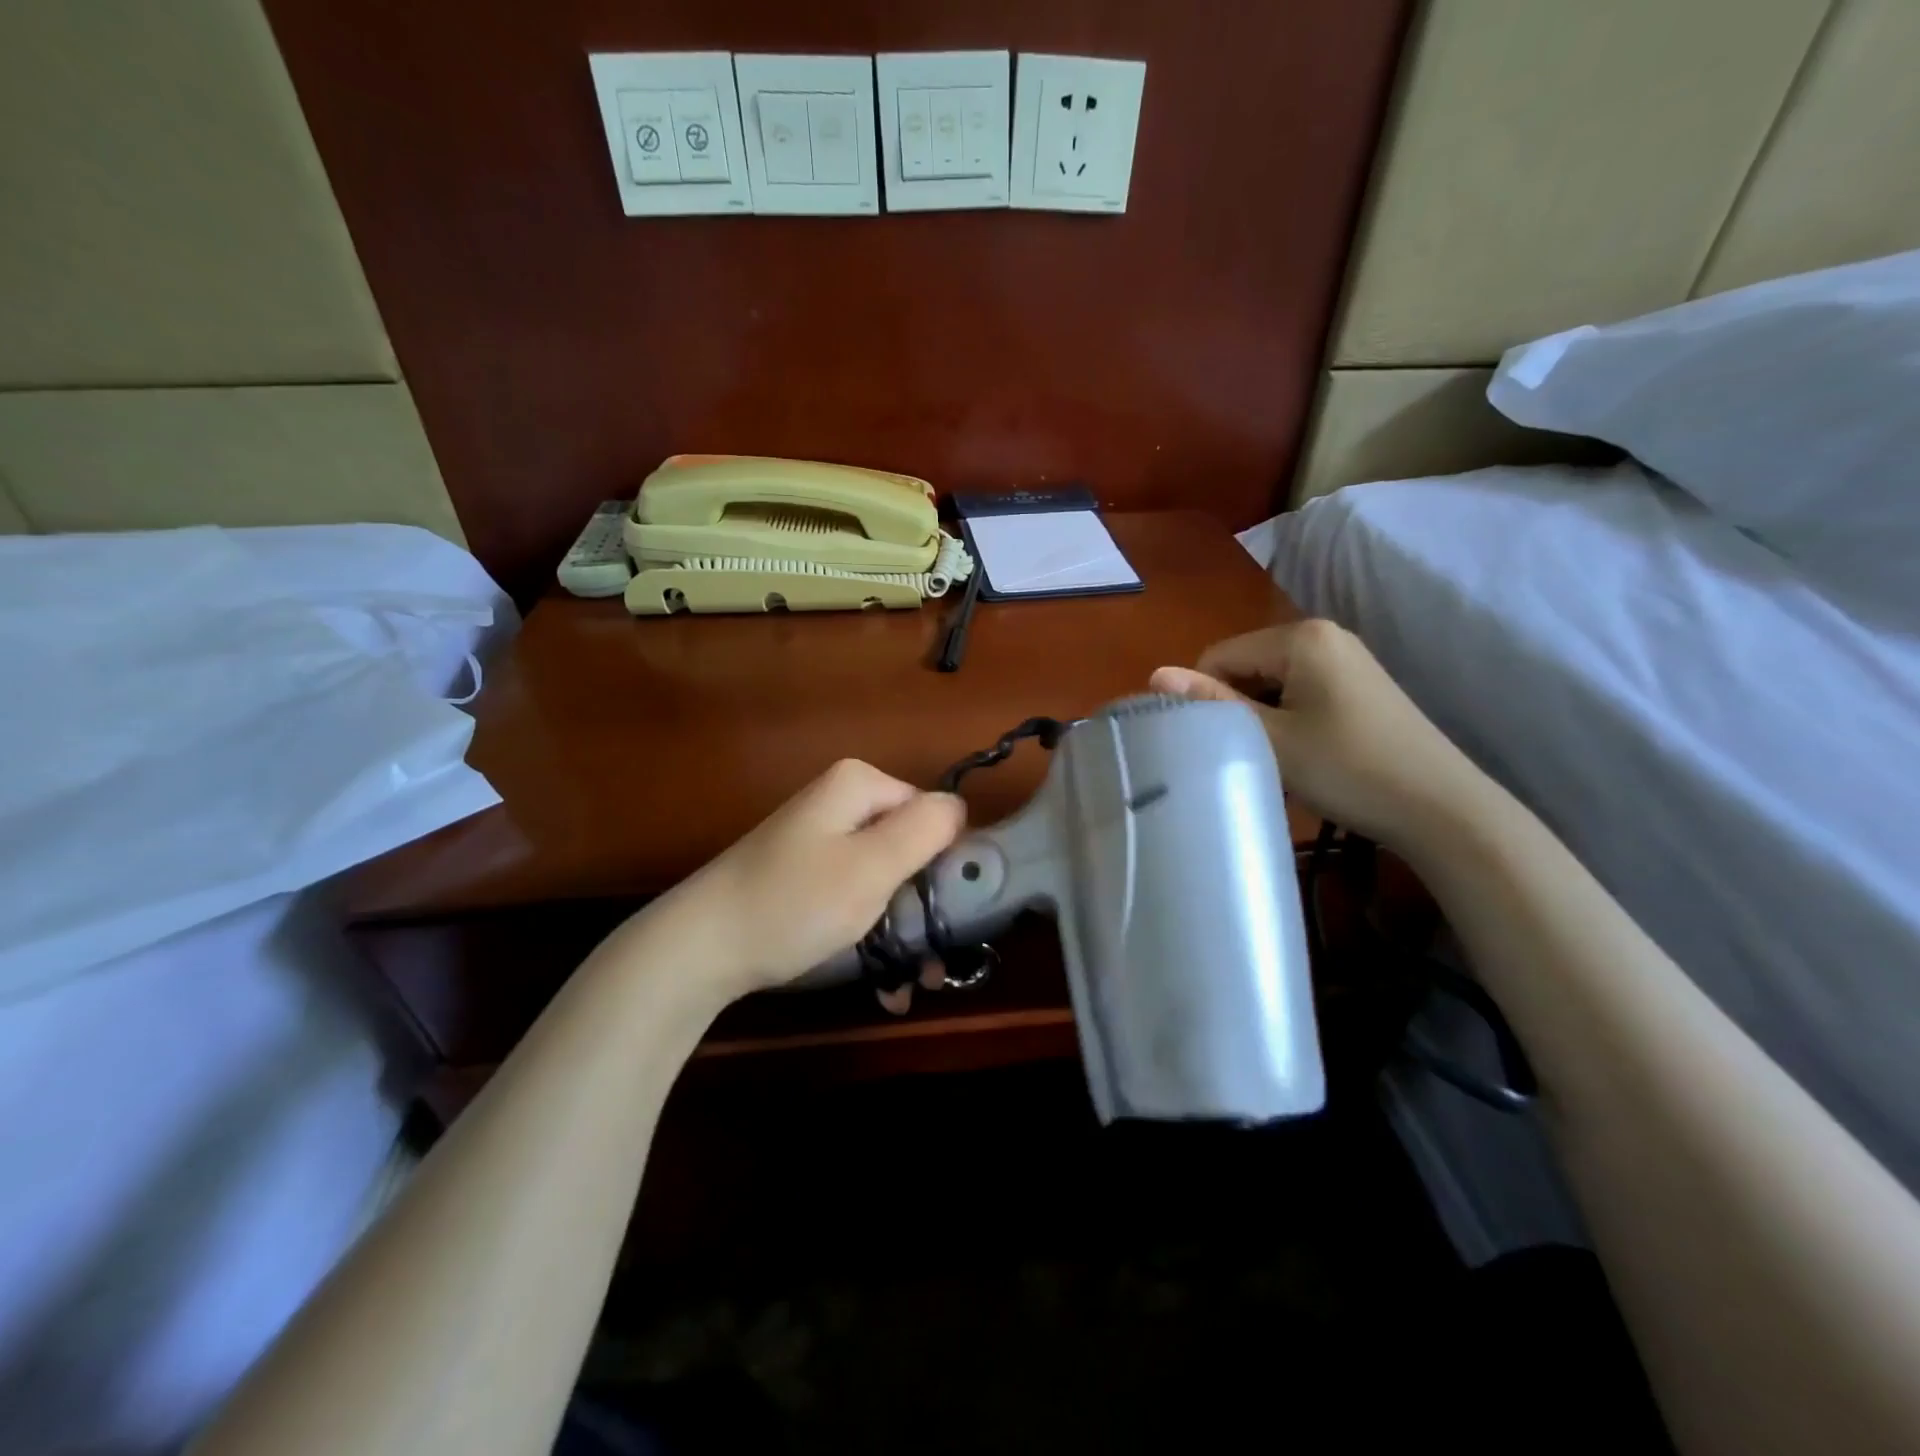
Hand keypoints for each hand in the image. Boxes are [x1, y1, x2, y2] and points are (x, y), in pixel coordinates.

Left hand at [658, 759, 965, 1001]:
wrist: (699, 947)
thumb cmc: (793, 903)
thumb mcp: (871, 866)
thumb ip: (925, 829)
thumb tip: (959, 806)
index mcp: (859, 785)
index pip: (933, 812)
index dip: (946, 862)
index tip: (949, 914)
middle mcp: (841, 803)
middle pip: (910, 848)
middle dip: (925, 907)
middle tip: (934, 965)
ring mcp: (820, 839)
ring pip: (885, 879)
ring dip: (903, 929)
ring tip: (913, 984)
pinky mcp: (805, 873)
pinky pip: (855, 895)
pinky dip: (871, 931)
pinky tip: (882, 981)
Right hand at [1151, 618, 1484, 851]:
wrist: (1441, 807)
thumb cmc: (1348, 768)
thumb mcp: (1271, 737)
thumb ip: (1212, 702)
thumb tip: (1155, 673)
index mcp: (1300, 636)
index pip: (1219, 656)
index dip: (1204, 697)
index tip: (1212, 742)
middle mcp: (1324, 635)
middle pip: (1246, 665)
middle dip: (1236, 706)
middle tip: (1246, 754)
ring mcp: (1347, 660)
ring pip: (1272, 682)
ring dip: (1261, 717)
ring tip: (1274, 758)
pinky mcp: (1360, 686)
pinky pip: (1300, 692)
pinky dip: (1287, 719)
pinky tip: (1302, 754)